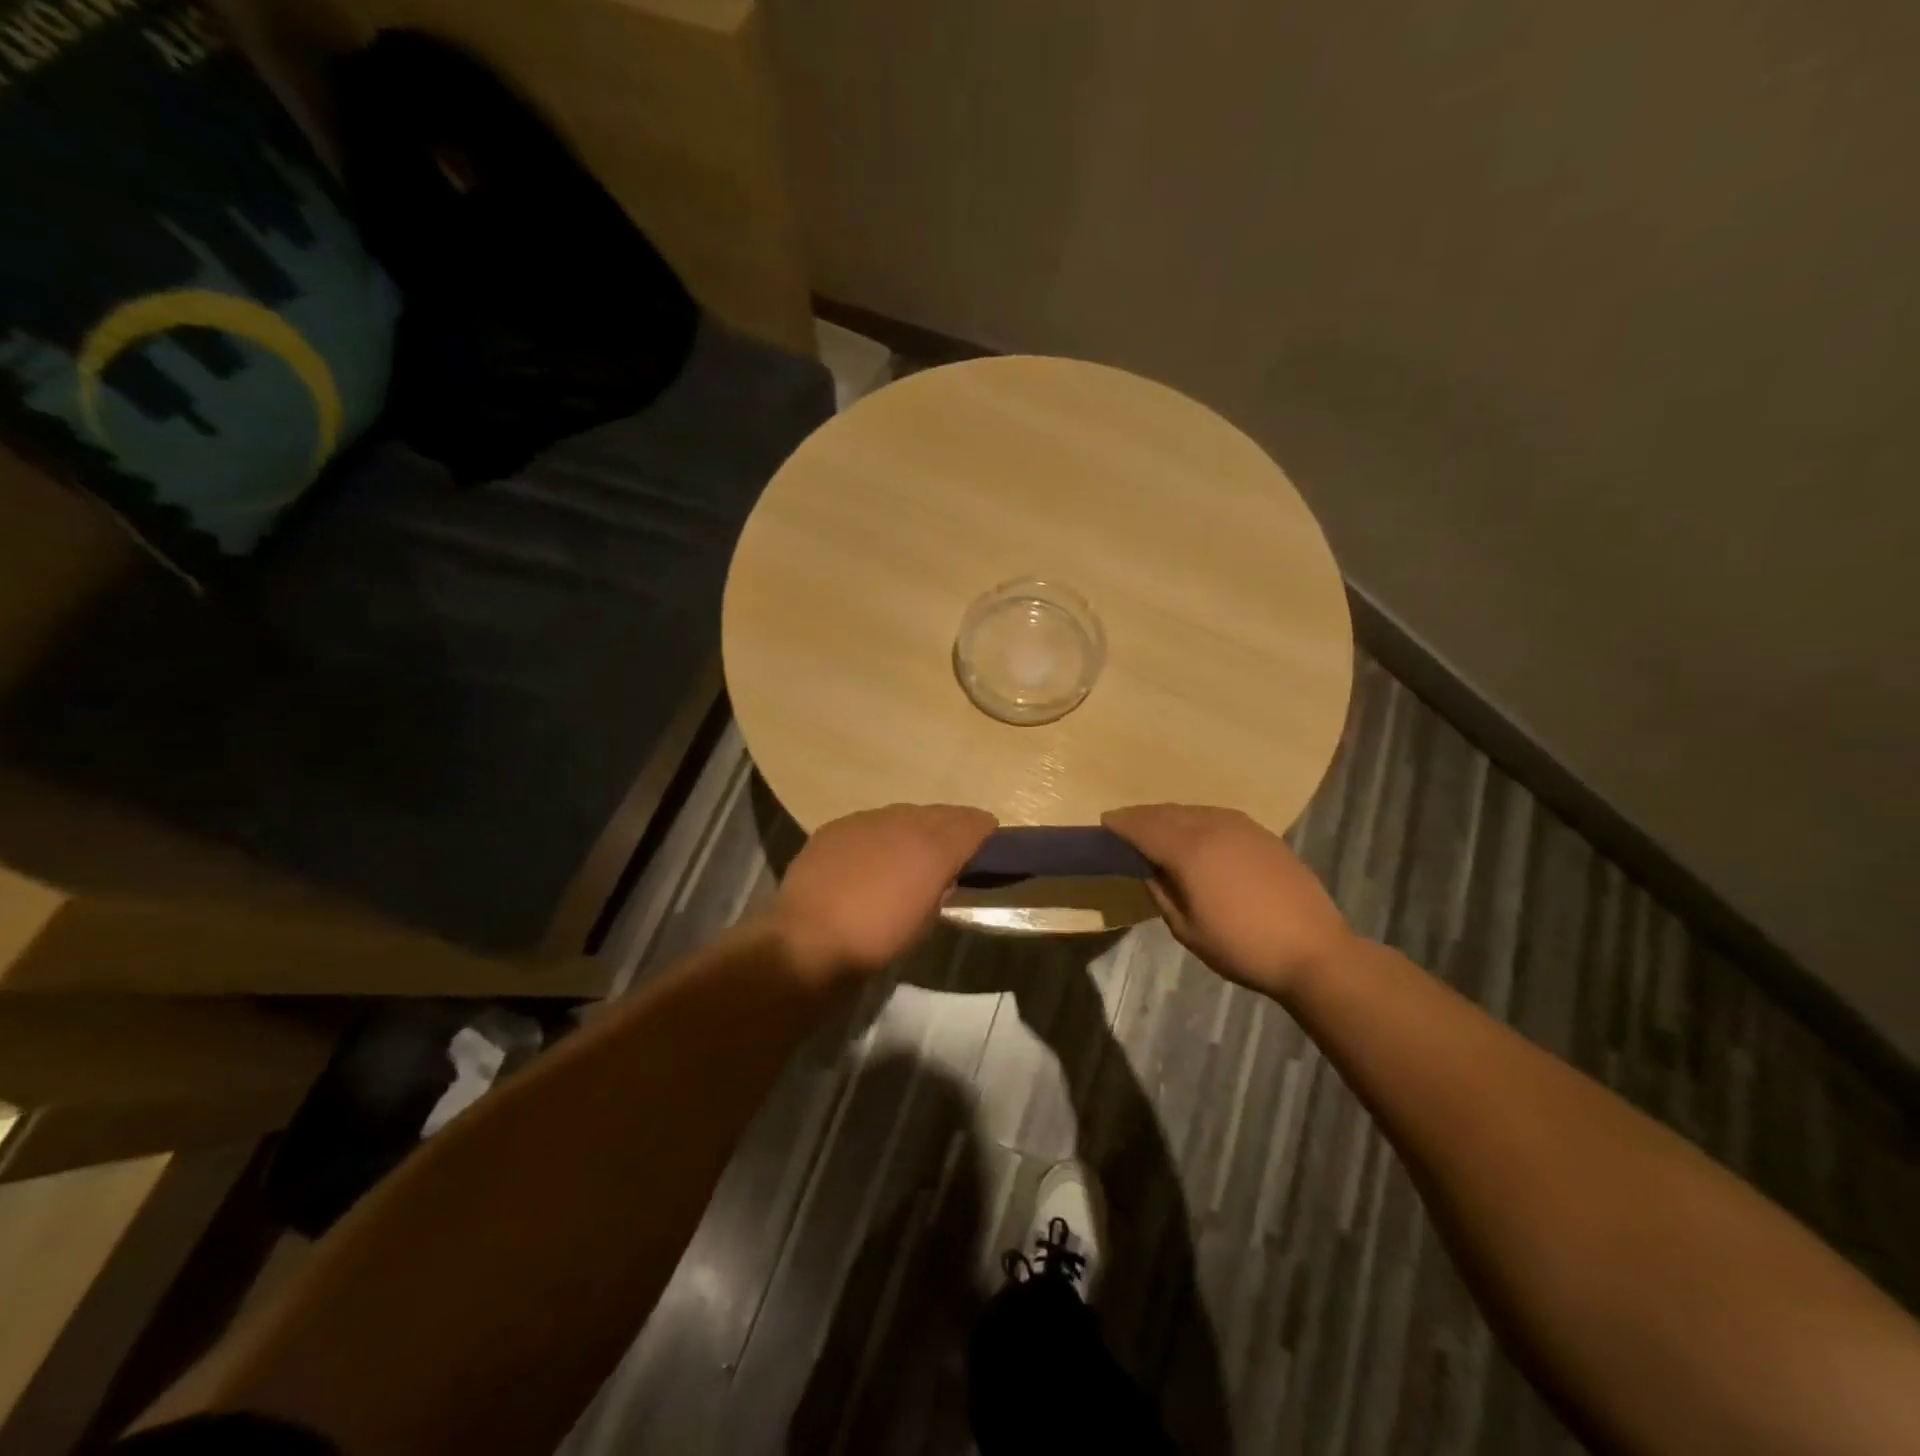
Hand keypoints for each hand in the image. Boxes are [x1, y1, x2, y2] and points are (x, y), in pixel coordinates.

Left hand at [774, 804, 996, 984]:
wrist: (807, 939)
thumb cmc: (876, 941)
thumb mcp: (924, 923)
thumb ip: (939, 891)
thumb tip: (942, 876)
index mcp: (934, 847)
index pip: (971, 823)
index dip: (983, 829)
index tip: (989, 838)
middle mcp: (904, 823)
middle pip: (938, 813)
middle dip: (950, 825)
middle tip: (953, 845)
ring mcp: (867, 820)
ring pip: (902, 814)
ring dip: (913, 828)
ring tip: (911, 850)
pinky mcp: (837, 826)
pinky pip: (869, 823)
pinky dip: (879, 835)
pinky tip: (872, 856)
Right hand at [1102, 804, 1352, 1000]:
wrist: (1314, 951)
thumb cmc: (1242, 947)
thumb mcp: (1187, 930)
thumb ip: (1162, 893)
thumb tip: (1150, 870)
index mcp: (1189, 851)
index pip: (1144, 828)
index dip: (1121, 824)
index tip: (1104, 822)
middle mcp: (1213, 828)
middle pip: (1167, 813)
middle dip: (1142, 817)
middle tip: (1125, 825)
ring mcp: (1242, 827)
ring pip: (1194, 811)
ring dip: (1170, 816)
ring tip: (1156, 828)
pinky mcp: (1263, 835)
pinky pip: (1218, 816)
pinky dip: (1197, 819)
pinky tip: (1196, 832)